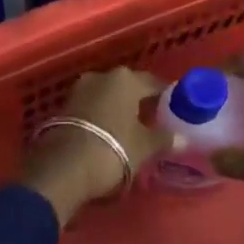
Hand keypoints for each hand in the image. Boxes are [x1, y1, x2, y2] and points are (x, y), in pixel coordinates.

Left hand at [22, 67, 171, 225]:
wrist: (62, 167)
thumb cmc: (112, 150)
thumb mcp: (144, 147)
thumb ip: (164, 139)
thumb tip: (181, 137)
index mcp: (125, 79)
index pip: (153, 83)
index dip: (166, 96)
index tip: (175, 109)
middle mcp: (101, 76)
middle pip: (128, 87)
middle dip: (140, 101)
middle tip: (154, 120)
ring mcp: (79, 89)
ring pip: (107, 96)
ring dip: (119, 108)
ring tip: (131, 129)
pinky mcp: (63, 106)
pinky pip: (91, 107)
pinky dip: (102, 116)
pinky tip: (109, 133)